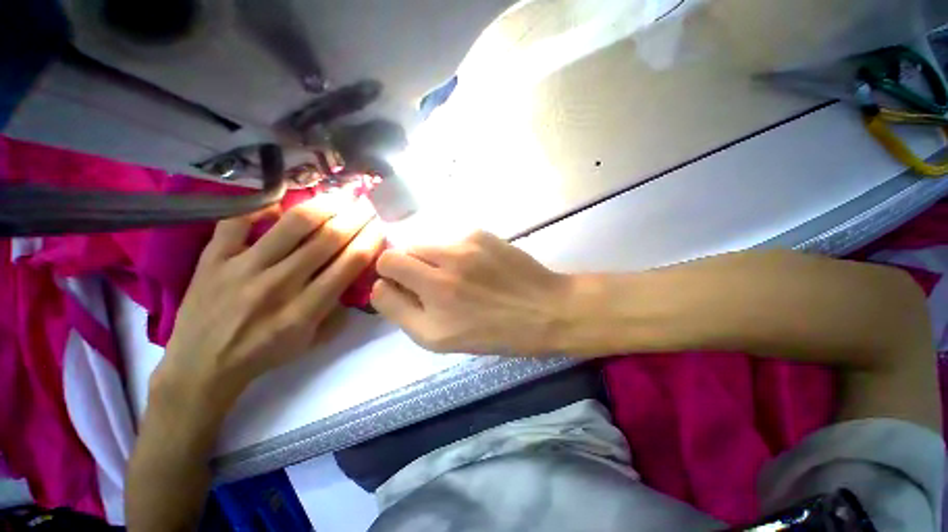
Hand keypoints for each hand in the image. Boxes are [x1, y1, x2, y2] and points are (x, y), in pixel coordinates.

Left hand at [153, 194, 383, 417]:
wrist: (200, 366)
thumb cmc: (264, 354)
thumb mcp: (312, 340)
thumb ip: (337, 308)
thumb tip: (354, 276)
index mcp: (305, 310)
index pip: (349, 264)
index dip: (370, 240)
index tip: (380, 226)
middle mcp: (278, 284)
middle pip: (328, 239)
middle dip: (355, 217)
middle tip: (367, 204)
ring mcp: (242, 267)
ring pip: (292, 225)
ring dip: (324, 206)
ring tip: (340, 196)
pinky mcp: (213, 258)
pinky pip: (237, 220)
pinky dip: (260, 206)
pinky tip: (280, 201)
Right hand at [371, 230, 569, 354]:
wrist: (544, 309)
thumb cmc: (494, 332)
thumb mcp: (440, 340)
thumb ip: (402, 312)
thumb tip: (382, 285)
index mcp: (431, 304)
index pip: (384, 271)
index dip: (388, 279)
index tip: (403, 288)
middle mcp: (442, 272)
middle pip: (398, 252)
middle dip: (404, 266)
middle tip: (428, 282)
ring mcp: (463, 247)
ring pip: (424, 244)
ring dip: (430, 259)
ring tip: (458, 276)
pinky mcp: (480, 234)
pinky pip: (451, 239)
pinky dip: (455, 252)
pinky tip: (477, 266)